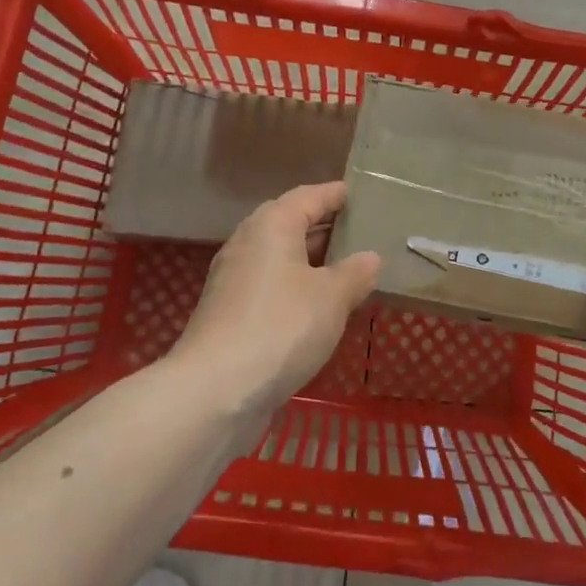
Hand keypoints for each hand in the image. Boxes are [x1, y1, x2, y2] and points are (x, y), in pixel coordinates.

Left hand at [169, 181, 380, 430]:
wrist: (215, 390)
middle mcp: (248, 243)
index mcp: (272, 225)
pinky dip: (296, 286)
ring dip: (310, 260)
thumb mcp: (332, 297)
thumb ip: (355, 273)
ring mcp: (234, 279)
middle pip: (290, 223)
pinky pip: (271, 284)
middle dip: (324, 226)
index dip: (336, 194)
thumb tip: (369, 258)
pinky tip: (318, 306)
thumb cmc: (282, 327)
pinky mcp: (229, 312)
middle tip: (360, 231)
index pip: (309, 196)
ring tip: (347, 268)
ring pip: (279, 256)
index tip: (360, 194)